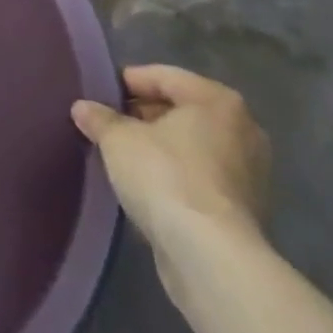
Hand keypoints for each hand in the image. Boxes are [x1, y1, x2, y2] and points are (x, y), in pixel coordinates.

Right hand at [72, 65, 270, 254]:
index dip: (126, 82)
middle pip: (181, 110)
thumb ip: (100, 118)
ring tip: (121, 155)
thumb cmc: (165, 176)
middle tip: (107, 125)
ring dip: (159, 147)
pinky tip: (145, 185)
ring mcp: (249, 172)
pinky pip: (200, 176)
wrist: (210, 256)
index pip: (162, 76)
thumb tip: (83, 108)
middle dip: (143, 115)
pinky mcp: (244, 209)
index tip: (98, 94)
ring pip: (191, 145)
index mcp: (216, 100)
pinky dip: (175, 175)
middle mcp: (242, 128)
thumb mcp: (118, 139)